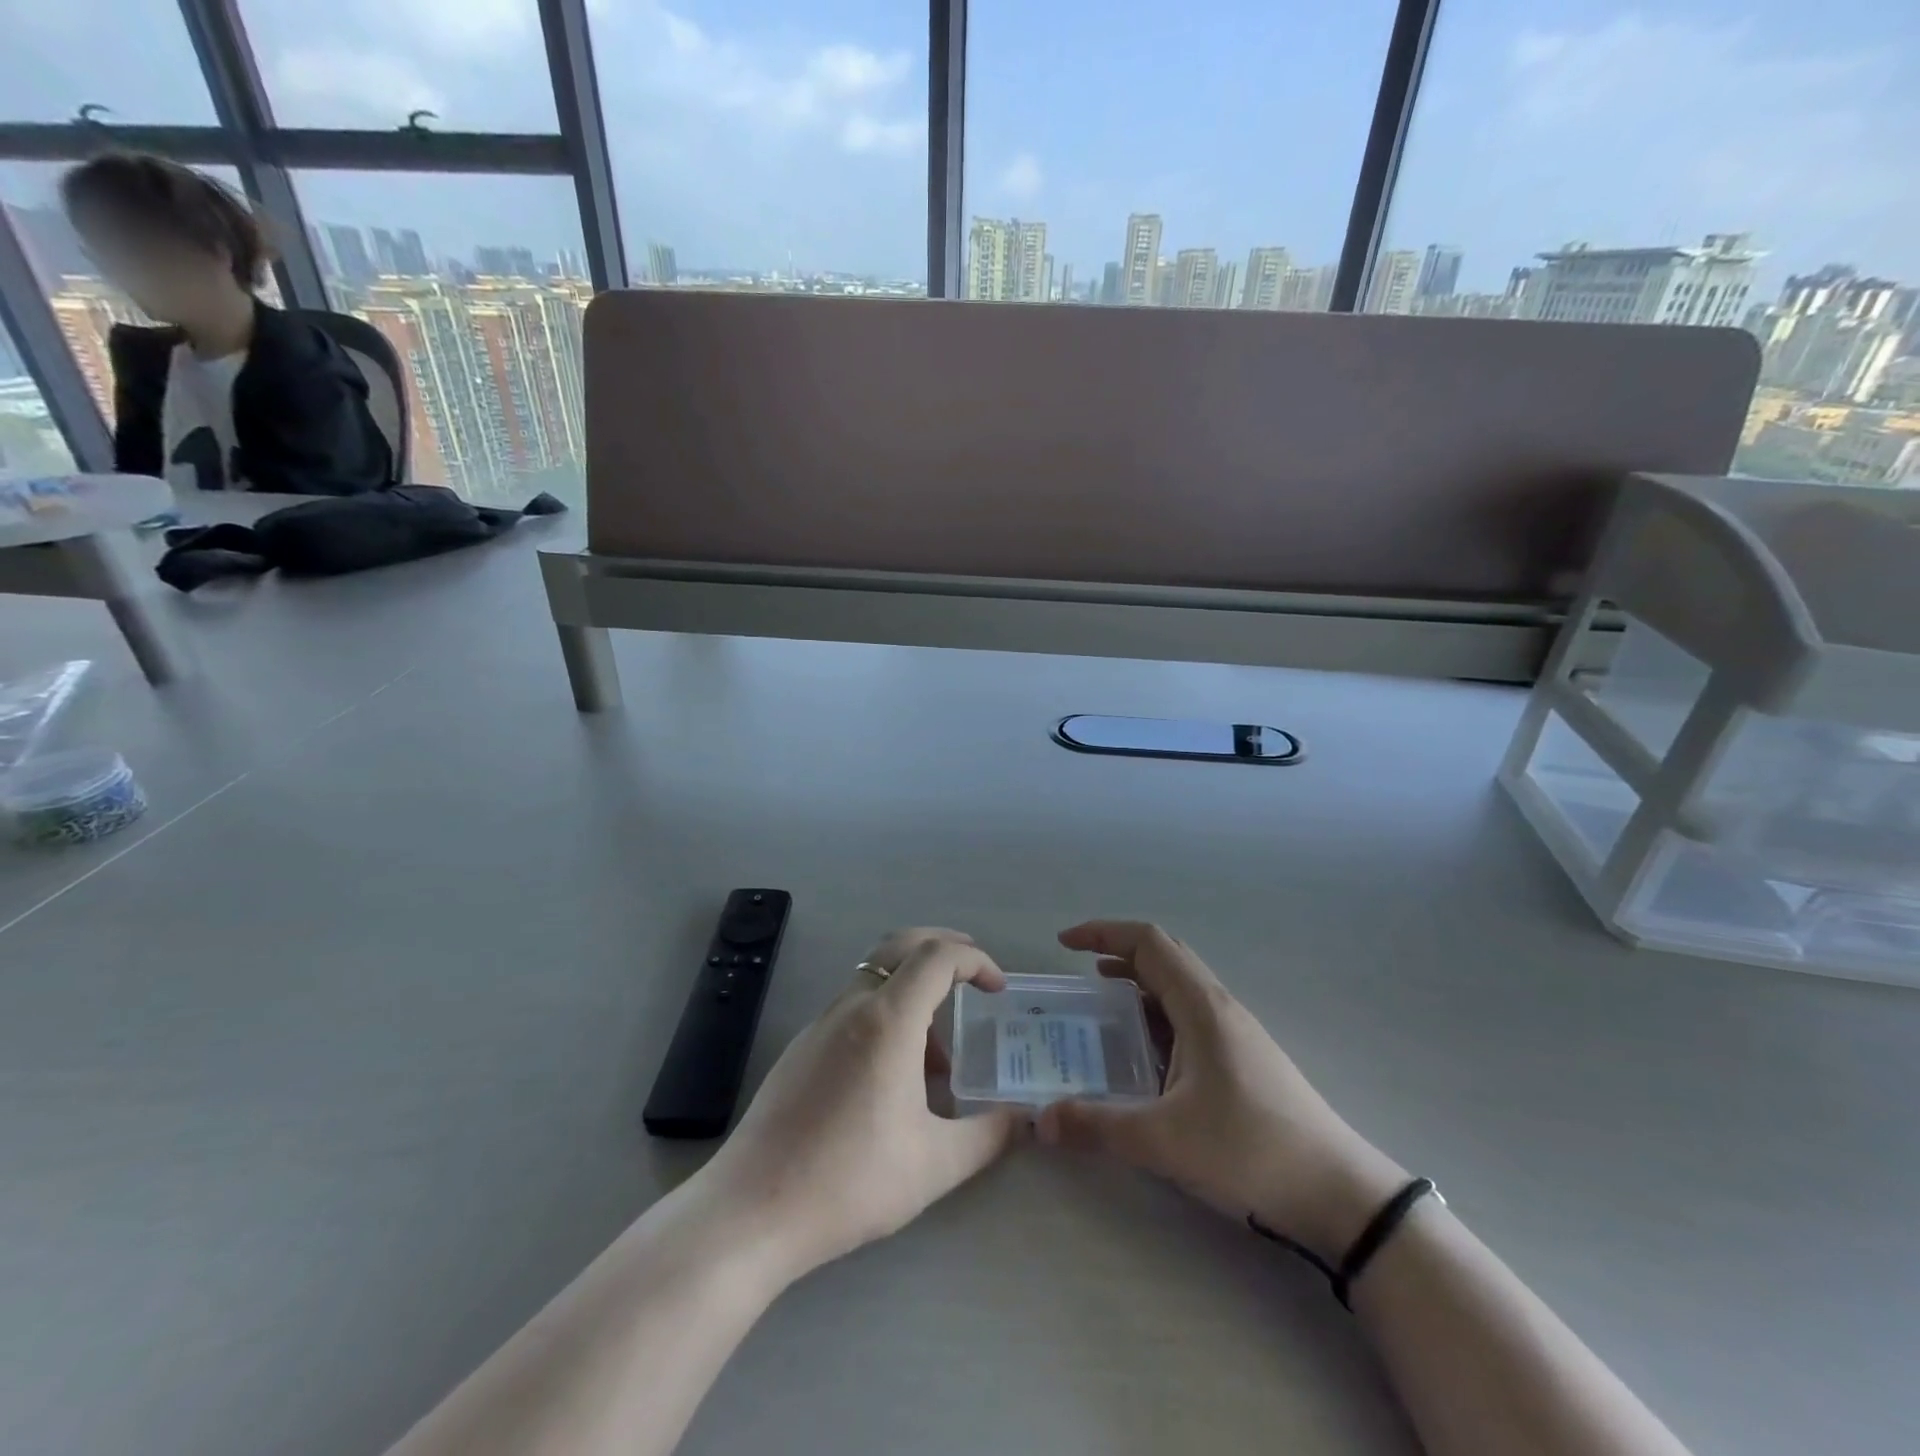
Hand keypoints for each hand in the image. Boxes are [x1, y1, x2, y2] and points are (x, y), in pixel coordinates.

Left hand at [698, 929, 1026, 1283]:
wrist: (752, 1209)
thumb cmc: (850, 1180)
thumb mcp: (934, 1164)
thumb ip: (988, 1136)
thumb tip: (1024, 1120)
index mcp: (888, 1019)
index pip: (937, 956)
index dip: (975, 960)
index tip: (997, 989)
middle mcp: (852, 1006)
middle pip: (901, 945)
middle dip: (944, 947)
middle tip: (974, 977)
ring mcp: (821, 1023)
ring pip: (876, 977)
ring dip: (915, 990)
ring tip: (939, 1058)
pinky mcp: (802, 1047)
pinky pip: (854, 1007)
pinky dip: (886, 1015)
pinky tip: (893, 1077)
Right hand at [1037, 921, 1407, 1262]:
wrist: (1340, 1195)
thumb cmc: (1251, 1151)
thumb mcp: (1166, 1142)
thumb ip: (1098, 1127)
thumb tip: (1039, 1120)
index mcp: (1201, 1007)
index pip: (1148, 942)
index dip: (1103, 932)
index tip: (1065, 943)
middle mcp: (1219, 1007)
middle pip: (1164, 955)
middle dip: (1117, 951)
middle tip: (1079, 969)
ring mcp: (1235, 1032)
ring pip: (1179, 986)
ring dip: (1138, 982)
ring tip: (1102, 1004)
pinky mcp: (1242, 1059)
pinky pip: (1189, 1016)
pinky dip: (1156, 1014)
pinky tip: (1144, 1053)